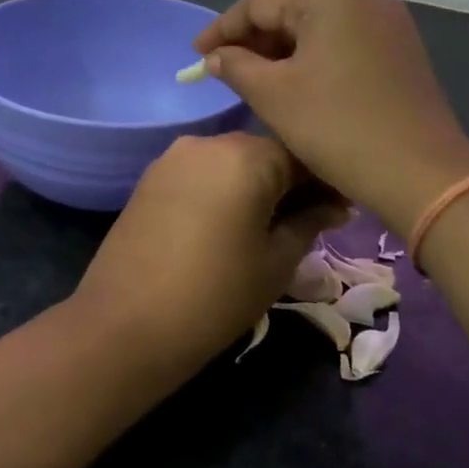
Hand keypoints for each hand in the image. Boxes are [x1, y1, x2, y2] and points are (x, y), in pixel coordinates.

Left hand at [74, 134, 348, 358]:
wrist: (124, 326)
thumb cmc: (216, 295)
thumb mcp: (276, 261)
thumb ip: (310, 222)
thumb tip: (336, 206)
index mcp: (246, 155)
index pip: (303, 155)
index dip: (328, 183)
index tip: (344, 211)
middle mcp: (208, 142)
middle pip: (265, 154)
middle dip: (292, 183)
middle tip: (314, 220)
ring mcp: (173, 157)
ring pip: (232, 163)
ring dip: (258, 186)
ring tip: (273, 225)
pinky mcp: (150, 178)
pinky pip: (202, 175)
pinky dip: (224, 191)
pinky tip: (232, 223)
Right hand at [192, 0, 468, 230]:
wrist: (421, 172)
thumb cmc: (337, 127)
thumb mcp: (274, 96)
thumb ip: (237, 67)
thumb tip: (217, 56)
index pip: (260, 3)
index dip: (222, 30)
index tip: (196, 55)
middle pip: (293, 9)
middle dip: (255, 39)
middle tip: (225, 70)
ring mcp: (390, 23)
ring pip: (321, 27)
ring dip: (285, 50)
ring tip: (257, 79)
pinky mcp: (403, 50)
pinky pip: (346, 43)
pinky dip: (316, 58)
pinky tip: (300, 84)